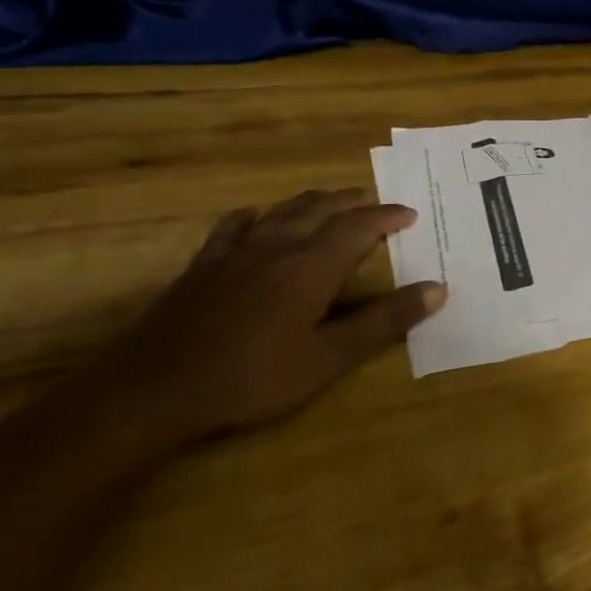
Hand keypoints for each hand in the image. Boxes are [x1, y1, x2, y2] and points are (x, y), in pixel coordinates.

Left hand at [106, 189, 445, 444]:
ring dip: (314, 202)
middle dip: (354, 202)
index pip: (361, 225)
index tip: (410, 214)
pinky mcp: (204, 264)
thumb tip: (437, 289)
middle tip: (374, 203)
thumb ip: (384, 321)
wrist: (153, 389)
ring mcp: (238, 251)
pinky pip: (235, 225)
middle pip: (323, 208)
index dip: (388, 216)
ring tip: (331, 202)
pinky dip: (257, 216)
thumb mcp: (328, 358)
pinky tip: (257, 219)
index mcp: (315, 264)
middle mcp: (280, 245)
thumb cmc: (252, 377)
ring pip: (284, 210)